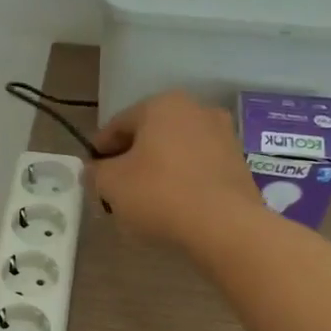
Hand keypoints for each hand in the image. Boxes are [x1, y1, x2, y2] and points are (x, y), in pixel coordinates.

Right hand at [90, 91, 260, 247]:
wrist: (226, 226)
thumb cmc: (159, 193)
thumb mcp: (110, 184)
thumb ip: (95, 172)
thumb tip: (95, 170)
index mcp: (162, 105)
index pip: (119, 124)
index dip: (100, 149)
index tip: (91, 171)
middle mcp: (197, 110)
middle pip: (150, 135)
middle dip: (132, 158)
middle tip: (115, 187)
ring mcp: (224, 136)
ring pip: (177, 152)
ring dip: (158, 169)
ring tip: (144, 200)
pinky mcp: (239, 165)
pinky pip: (199, 169)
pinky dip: (183, 181)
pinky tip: (173, 206)